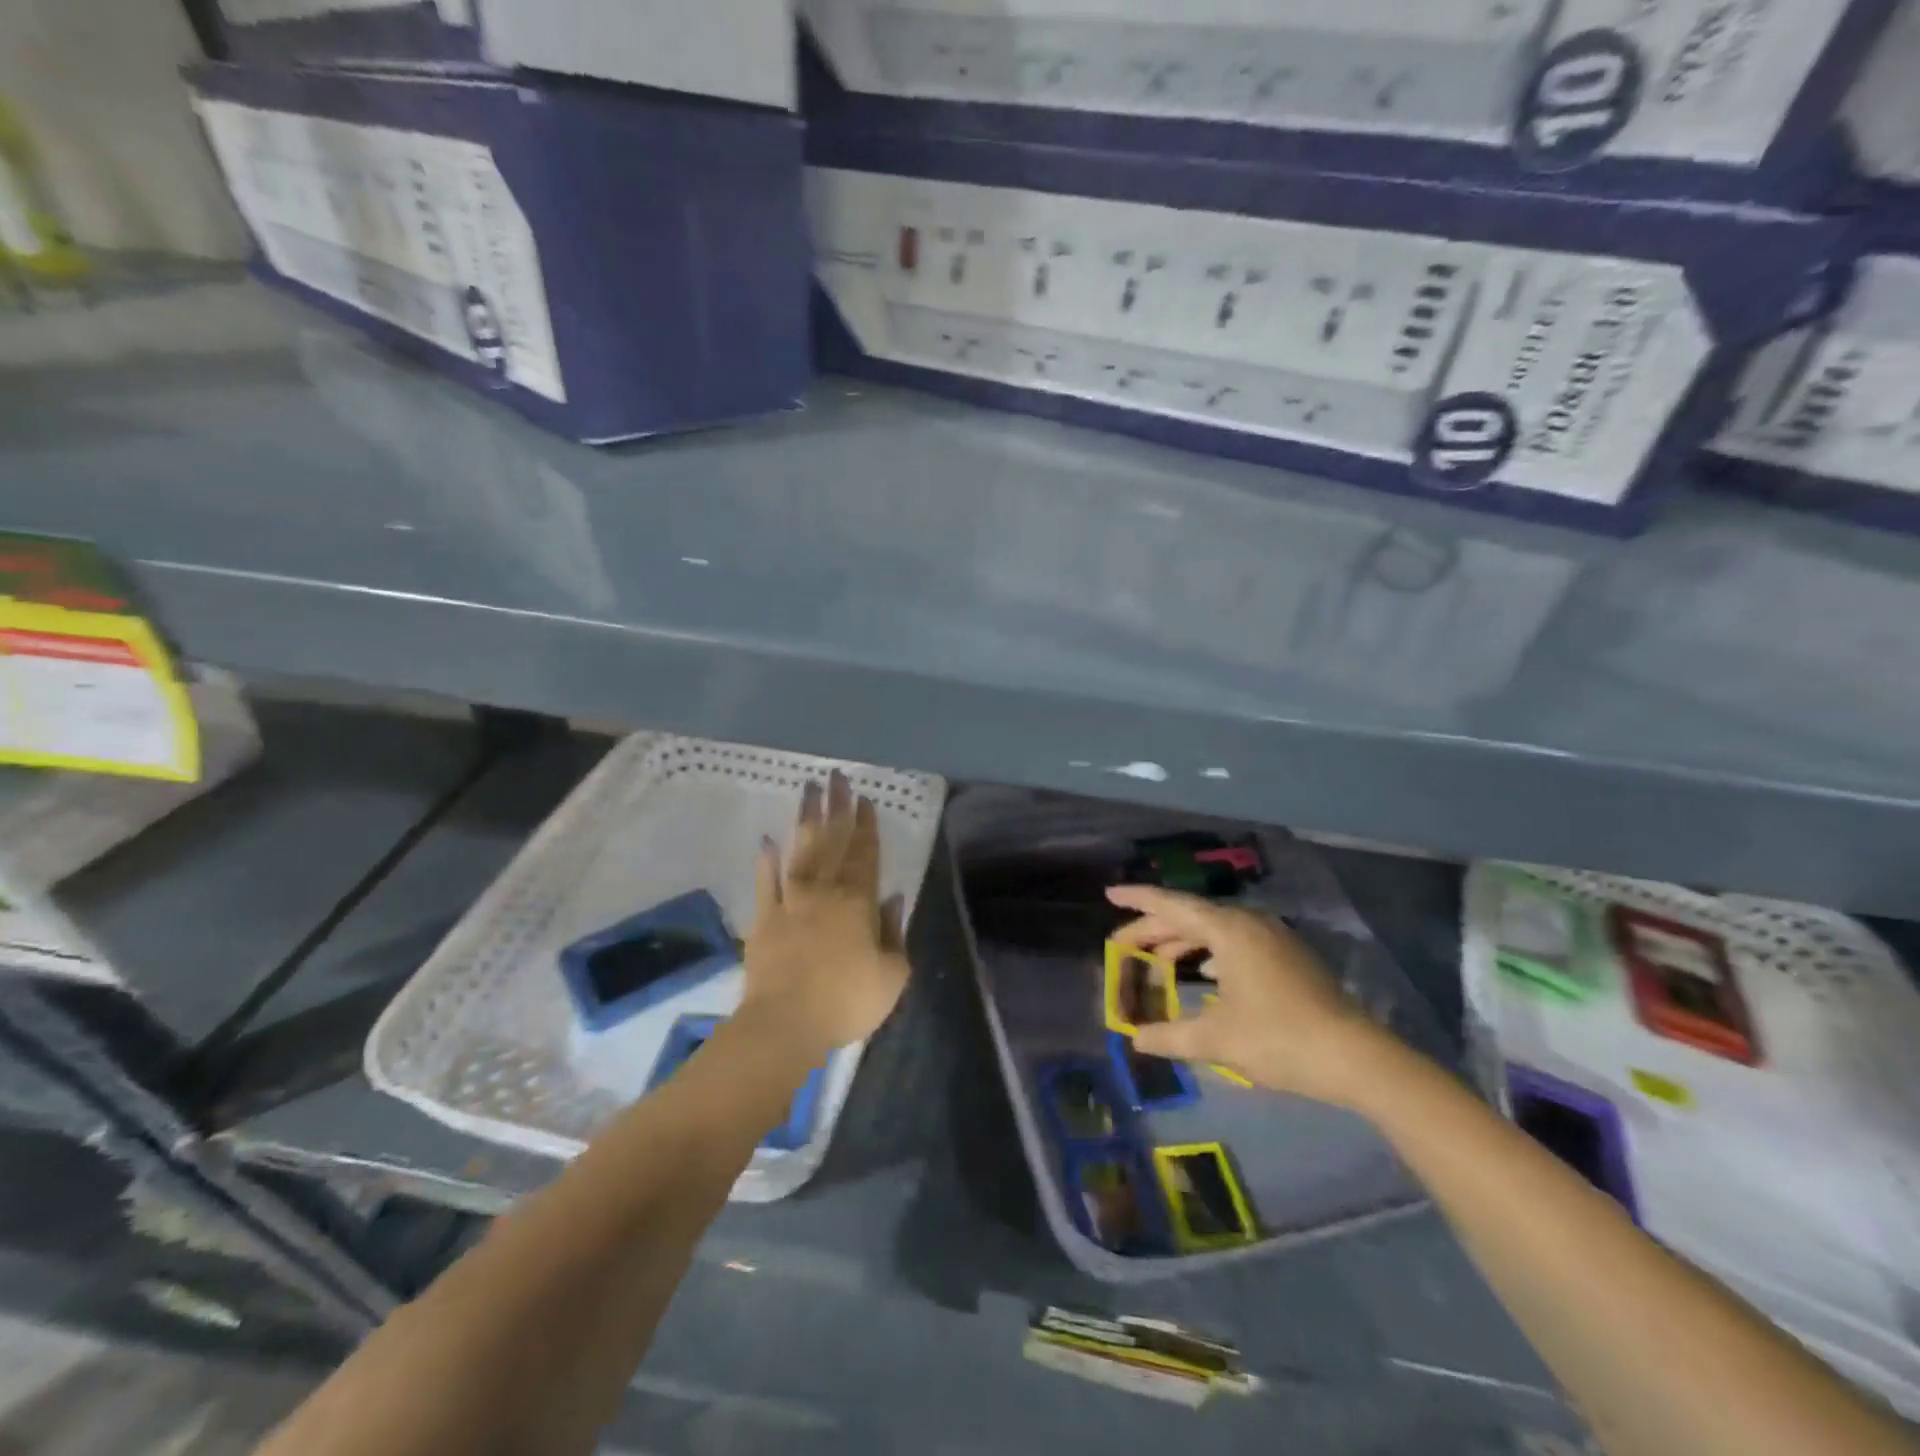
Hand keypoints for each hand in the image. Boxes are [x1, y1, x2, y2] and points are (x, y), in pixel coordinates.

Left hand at [742, 771, 909, 1061]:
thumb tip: (892, 898)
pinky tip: (768, 840)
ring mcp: (790, 902)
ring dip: (805, 820)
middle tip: (836, 777)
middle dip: (837, 808)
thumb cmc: (847, 1001)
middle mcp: (824, 892)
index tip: (865, 799)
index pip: (865, 855)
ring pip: (801, 851)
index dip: (866, 826)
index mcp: (858, 903)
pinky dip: (766, 861)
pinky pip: (765, 882)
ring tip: (807, 790)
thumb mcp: (892, 975)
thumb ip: (894, 932)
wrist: (786, 1024)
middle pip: (833, 842)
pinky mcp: (763, 918)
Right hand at [1109, 884, 1385, 1106]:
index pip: (1172, 905)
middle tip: (1122, 945)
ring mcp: (1274, 939)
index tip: (1109, 893)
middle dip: (1154, 929)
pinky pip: (1236, 943)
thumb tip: (1136, 1040)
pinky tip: (1205, 973)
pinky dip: (1210, 952)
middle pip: (1191, 917)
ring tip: (1156, 960)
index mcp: (1229, 931)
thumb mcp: (1217, 1040)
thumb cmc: (1279, 1039)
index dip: (1138, 899)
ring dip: (1183, 942)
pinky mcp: (1289, 959)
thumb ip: (1170, 1037)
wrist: (1358, 1058)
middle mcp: (1250, 924)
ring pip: (1215, 930)